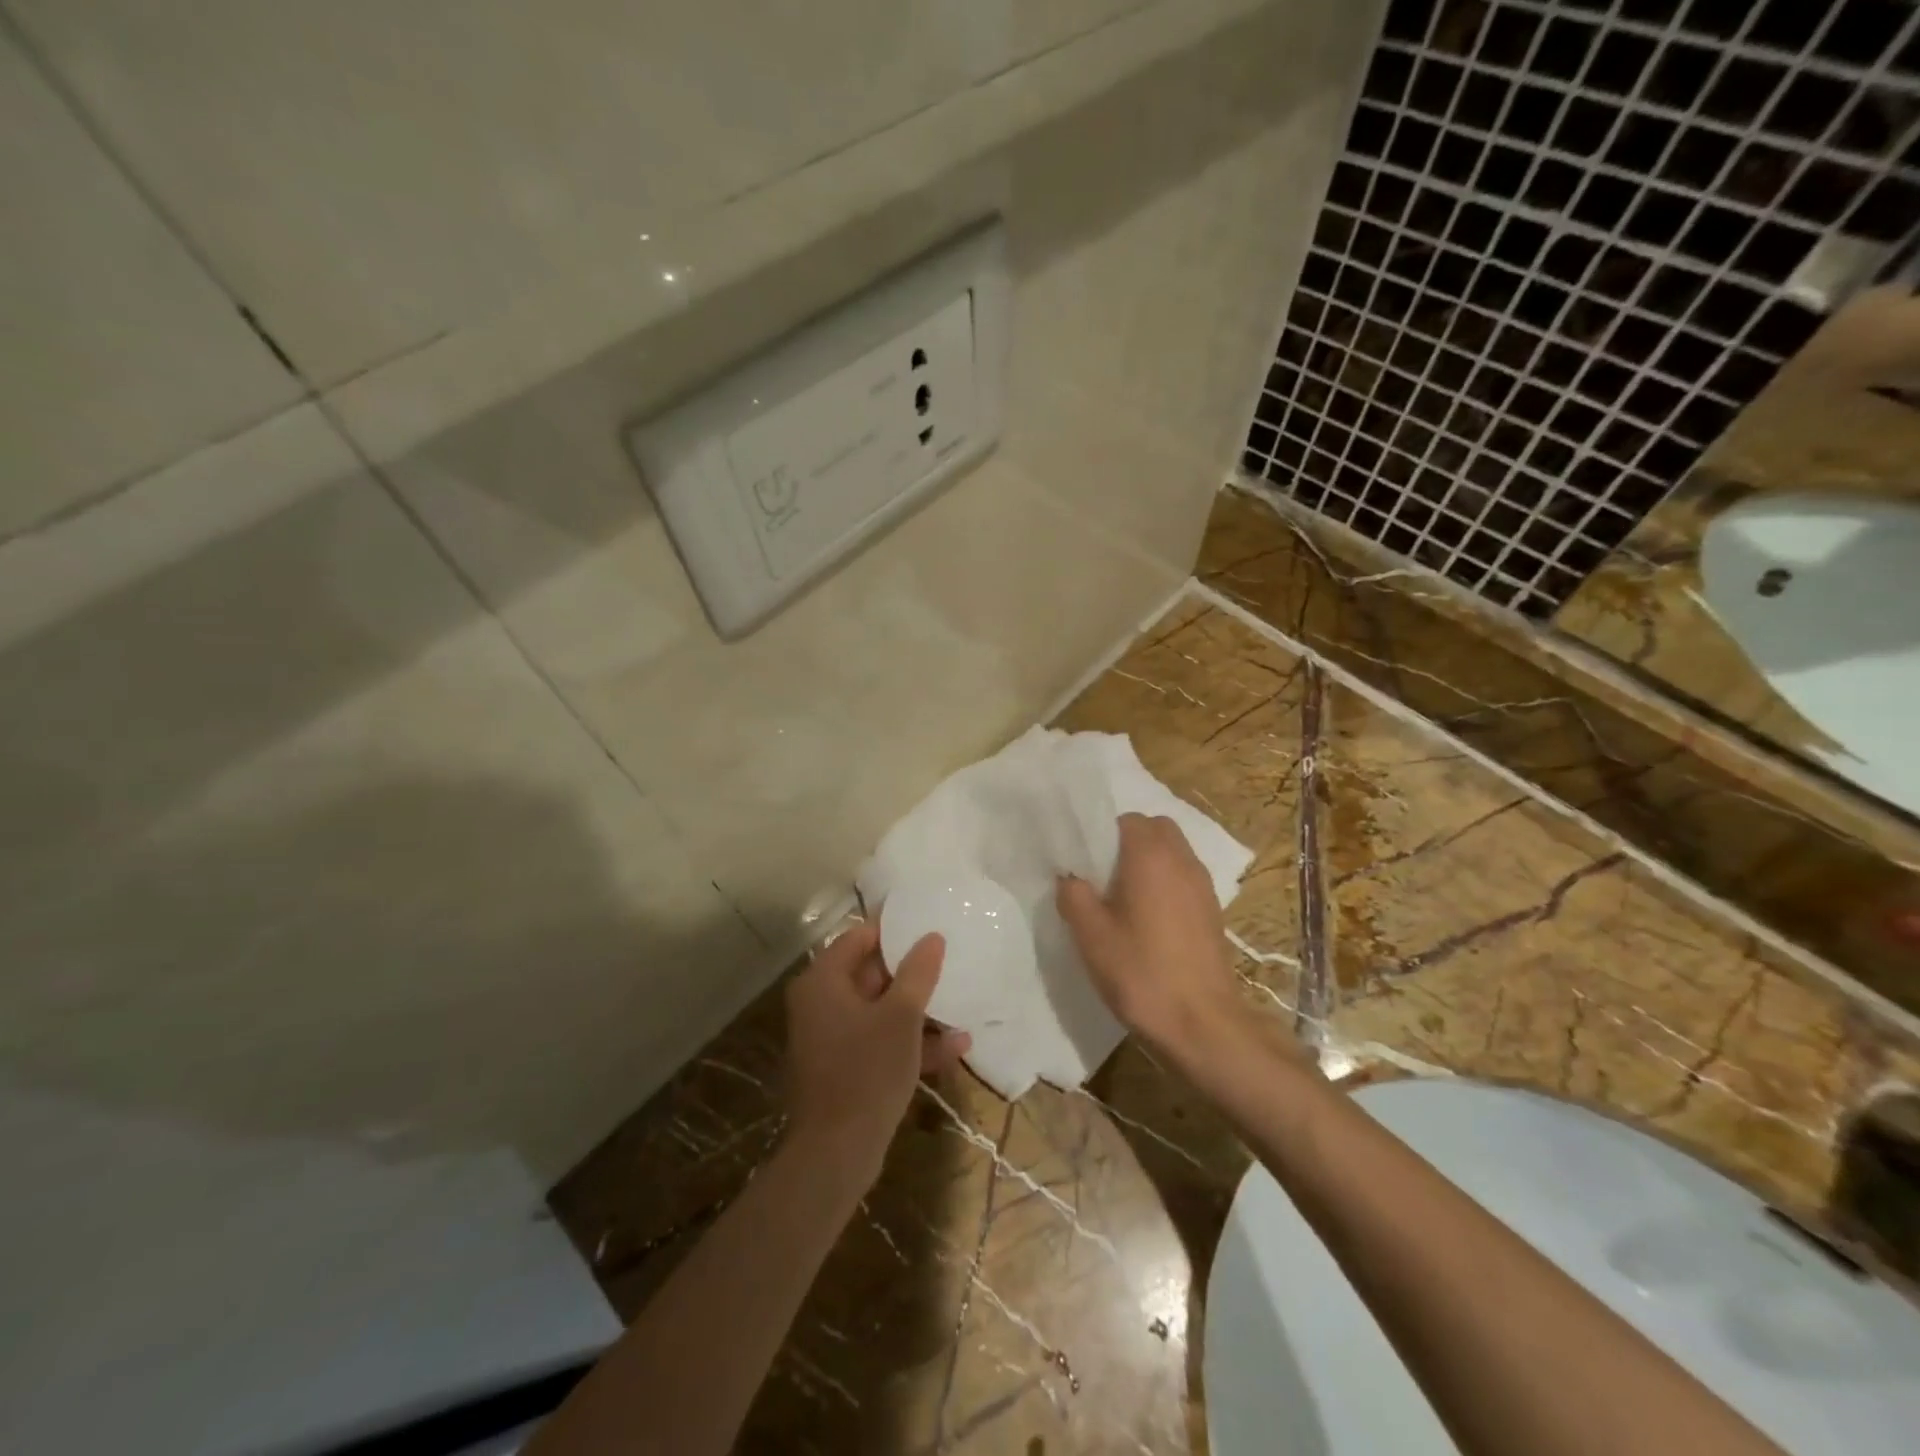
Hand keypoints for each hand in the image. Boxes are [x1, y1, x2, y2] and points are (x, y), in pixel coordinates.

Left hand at [783, 921, 969, 1189]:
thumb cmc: (867, 1071)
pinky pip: (878, 1042)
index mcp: (823, 981)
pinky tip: (954, 1048)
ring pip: (879, 1011)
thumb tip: (932, 937)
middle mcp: (821, 1004)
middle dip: (912, 974)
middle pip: (870, 974)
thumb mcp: (901, 1017)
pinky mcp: (843, 1068)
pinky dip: (909, 1042)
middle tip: (948, 963)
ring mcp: (831, 1038)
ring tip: (960, 1007)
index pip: (859, 938)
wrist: (836, 1154)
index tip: (927, 926)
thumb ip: (918, 973)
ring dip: (918, 1012)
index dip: (894, 930)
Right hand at [1057, 813, 1239, 1057]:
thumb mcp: (1090, 935)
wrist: (1202, 1024)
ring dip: (1150, 864)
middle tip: (1103, 877)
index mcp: (1150, 855)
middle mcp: (1182, 860)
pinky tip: (1149, 922)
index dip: (1102, 836)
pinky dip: (1167, 885)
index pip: (1126, 820)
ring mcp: (1203, 886)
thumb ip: (1074, 895)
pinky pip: (1185, 879)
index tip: (1085, 864)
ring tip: (1124, 901)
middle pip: (1155, 830)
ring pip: (1174, 853)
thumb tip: (1070, 877)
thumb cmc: (1141, 972)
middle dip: (1129, 843)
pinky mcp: (1213, 911)